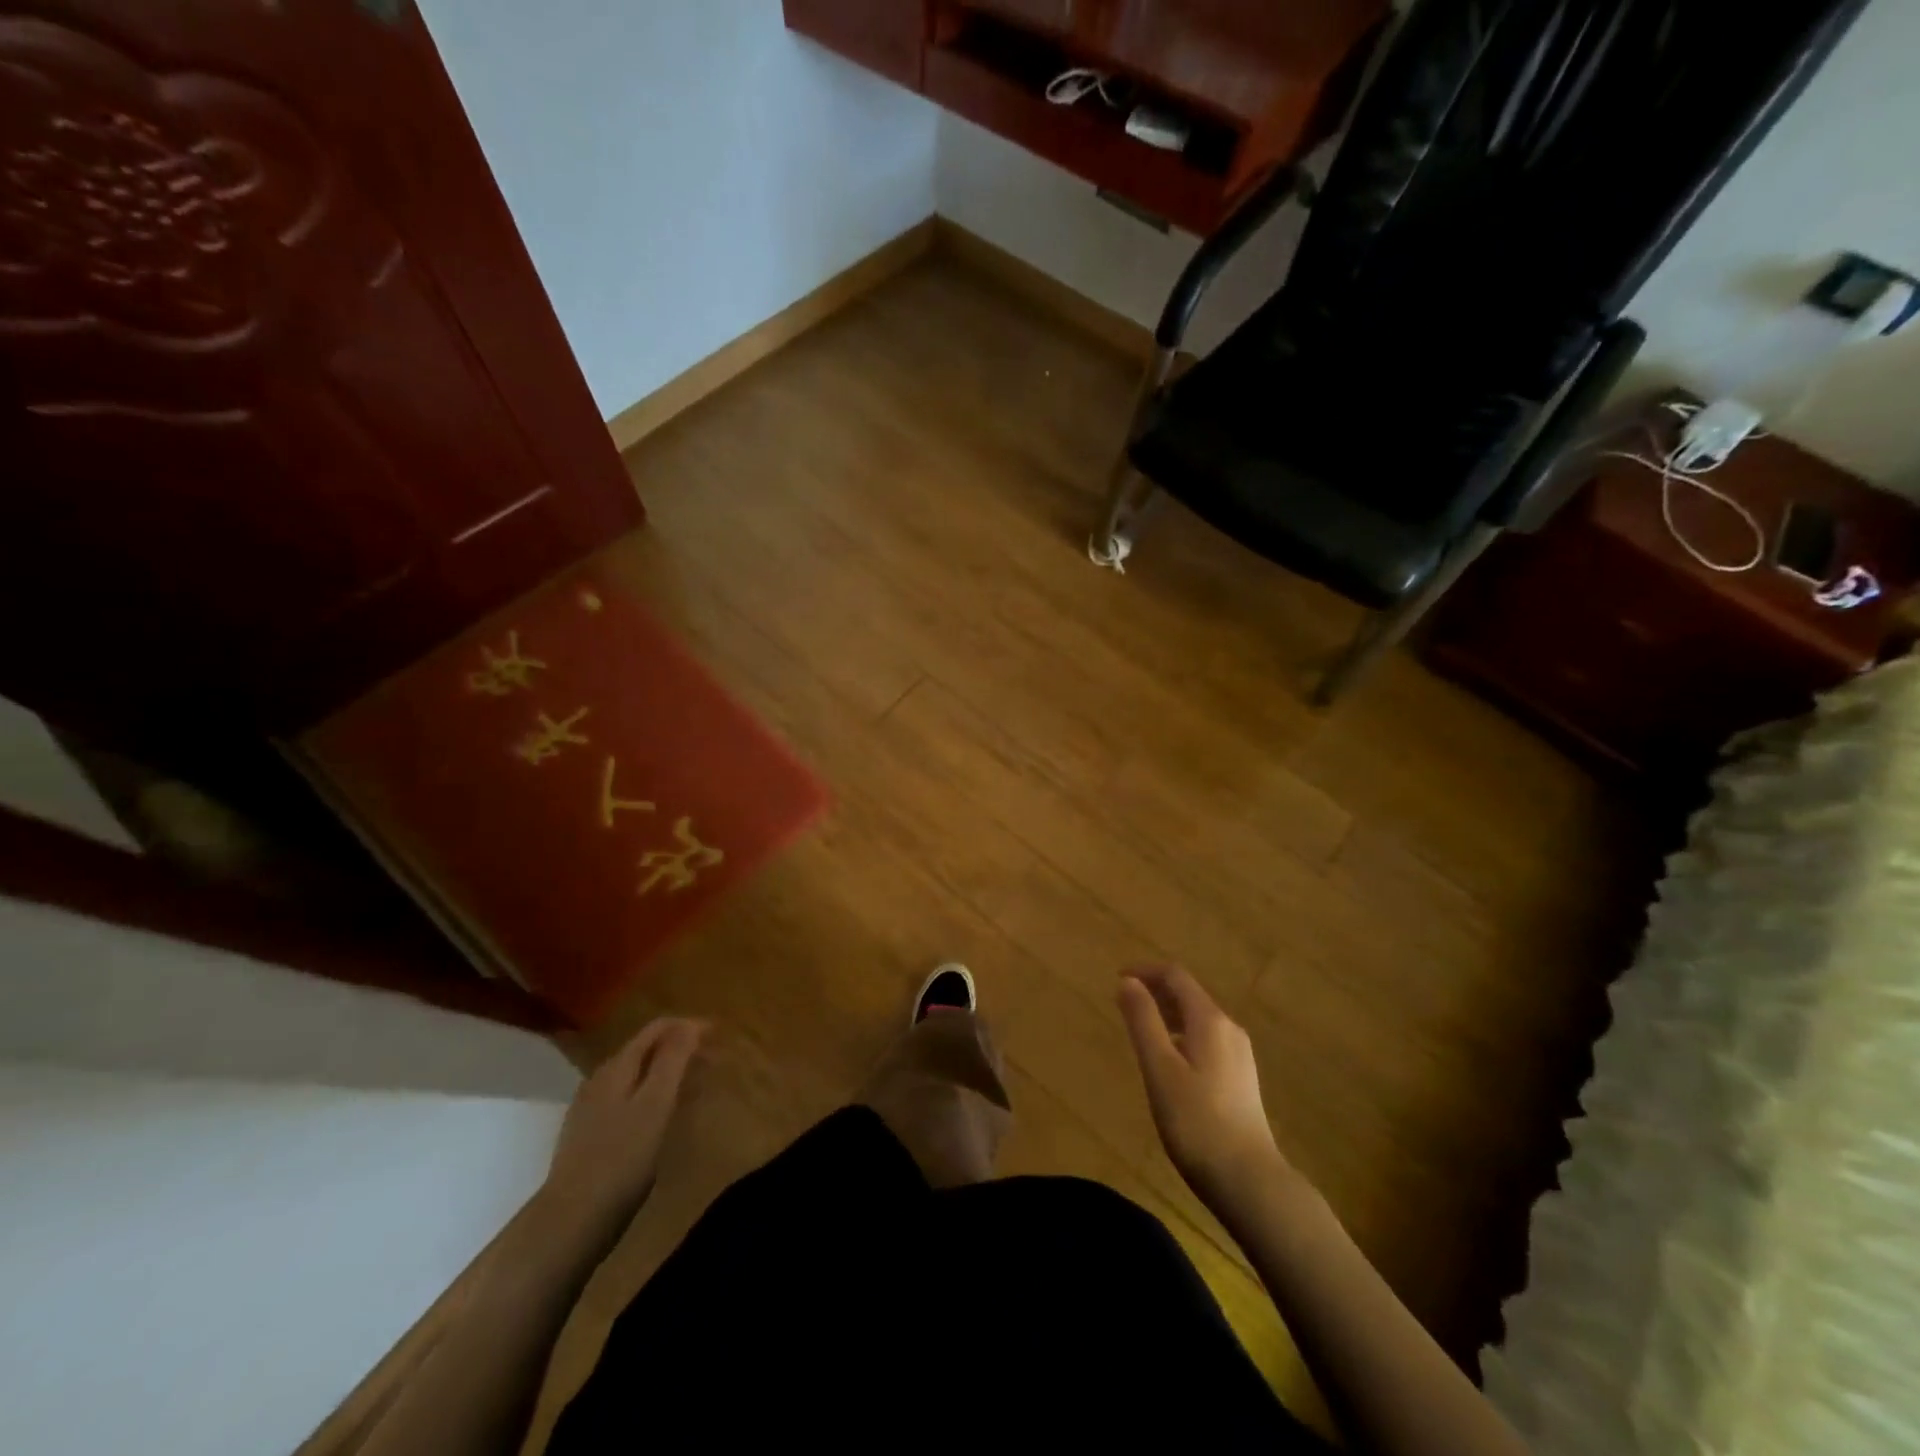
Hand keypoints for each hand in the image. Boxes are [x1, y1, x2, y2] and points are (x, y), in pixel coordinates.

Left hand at [544, 1017, 705, 1227]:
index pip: (657, 1028)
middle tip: (714, 1063)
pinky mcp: (589, 1134)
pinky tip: (663, 1116)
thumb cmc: (621, 1159)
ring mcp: (590, 1108)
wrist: (570, 1222)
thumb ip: (672, 1060)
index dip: (690, 1027)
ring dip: (668, 1073)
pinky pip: (628, 1098)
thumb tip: (689, 1024)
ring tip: (695, 1088)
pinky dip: (653, 1094)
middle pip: (646, 1049)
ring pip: (637, 1075)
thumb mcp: (655, 1104)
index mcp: (617, 1067)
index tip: (719, 1037)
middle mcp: (600, 1079)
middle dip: (682, 1049)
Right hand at [1118, 966, 1283, 1205]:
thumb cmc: (1196, 1122)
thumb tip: (1128, 981)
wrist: (1250, 1181)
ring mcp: (1239, 1055)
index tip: (1116, 977)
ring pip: (1198, 1018)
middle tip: (1123, 1002)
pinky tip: (1168, 1061)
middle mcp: (1229, 1029)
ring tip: (1140, 1029)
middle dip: (1155, 991)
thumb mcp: (1160, 1068)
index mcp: (1210, 1020)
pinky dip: (1181, 1034)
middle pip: (1189, 994)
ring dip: (1167, 1013)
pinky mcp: (1241, 1078)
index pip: (1175, 976)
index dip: (1145, 971)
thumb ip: (1143, 1021)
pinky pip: (1206, 1039)